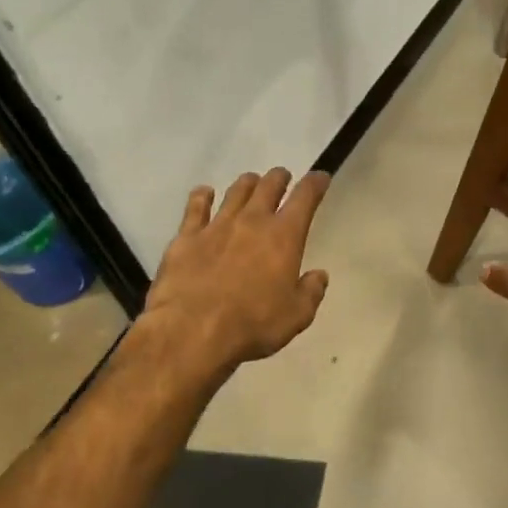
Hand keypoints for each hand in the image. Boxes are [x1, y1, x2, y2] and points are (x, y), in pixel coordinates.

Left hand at [140, 168, 331, 374]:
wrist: (193, 331)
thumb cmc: (253, 324)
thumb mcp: (297, 315)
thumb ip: (311, 291)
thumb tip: (318, 275)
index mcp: (284, 237)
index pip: (305, 198)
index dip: (315, 183)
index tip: (320, 177)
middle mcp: (252, 221)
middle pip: (268, 186)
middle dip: (279, 178)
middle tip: (283, 177)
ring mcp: (216, 226)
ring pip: (235, 191)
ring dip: (247, 183)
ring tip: (251, 182)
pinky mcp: (186, 237)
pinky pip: (195, 207)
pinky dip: (202, 196)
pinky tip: (205, 192)